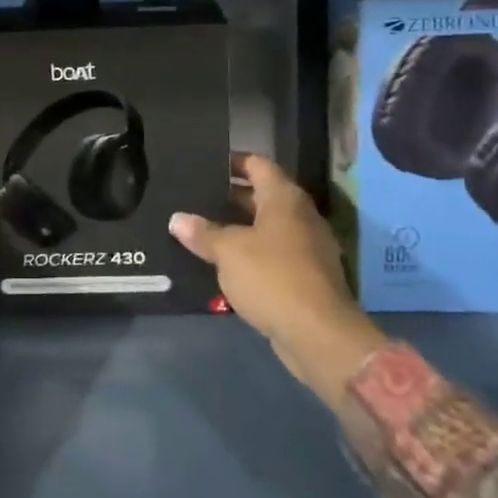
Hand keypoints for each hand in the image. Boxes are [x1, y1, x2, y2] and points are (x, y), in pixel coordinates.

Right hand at [169, 154, 385, 390]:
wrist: (319, 335)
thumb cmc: (272, 277)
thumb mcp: (228, 251)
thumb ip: (203, 233)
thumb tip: (178, 219)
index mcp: (285, 198)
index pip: (257, 164)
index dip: (232, 161)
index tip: (205, 165)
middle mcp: (300, 216)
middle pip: (262, 196)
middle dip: (229, 198)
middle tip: (194, 199)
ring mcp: (307, 248)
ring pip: (266, 228)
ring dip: (238, 229)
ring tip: (201, 231)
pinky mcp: (306, 277)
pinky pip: (272, 256)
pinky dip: (250, 256)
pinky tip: (223, 265)